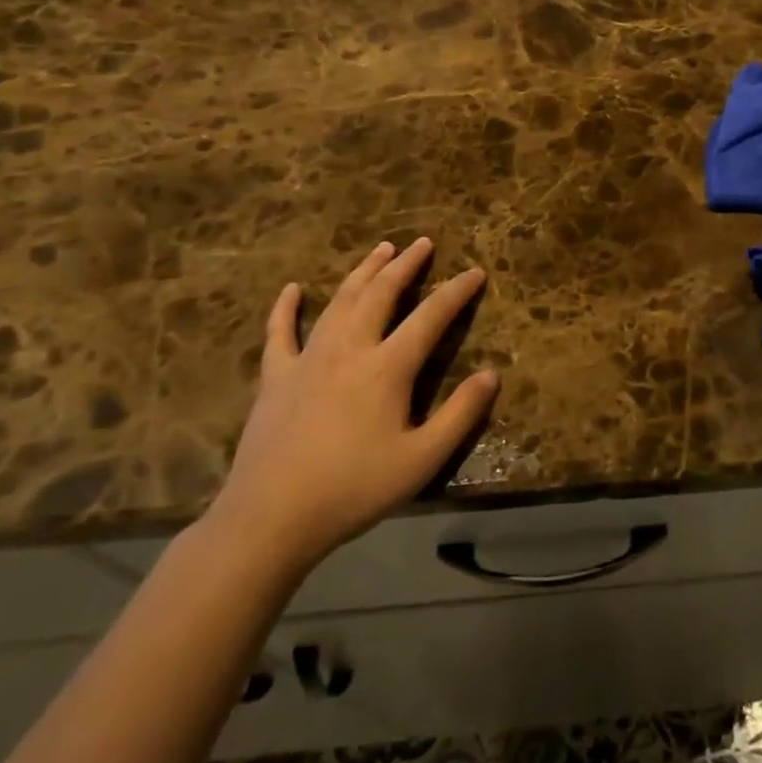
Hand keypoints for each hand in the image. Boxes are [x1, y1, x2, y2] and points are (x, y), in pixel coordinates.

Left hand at [205, 238, 497, 575]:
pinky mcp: (275, 377)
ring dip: (363, 272)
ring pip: (339, 301)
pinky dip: (286, 308)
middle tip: (422, 243)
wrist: (270, 518)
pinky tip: (292, 289)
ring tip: (380, 250)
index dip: (456, 291)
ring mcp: (307, 359)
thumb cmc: (353, 489)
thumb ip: (460, 415)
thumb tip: (492, 375)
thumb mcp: (421, 460)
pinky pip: (280, 333)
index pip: (430, 317)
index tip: (475, 272)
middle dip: (405, 265)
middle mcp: (349, 349)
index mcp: (387, 368)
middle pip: (381, 294)